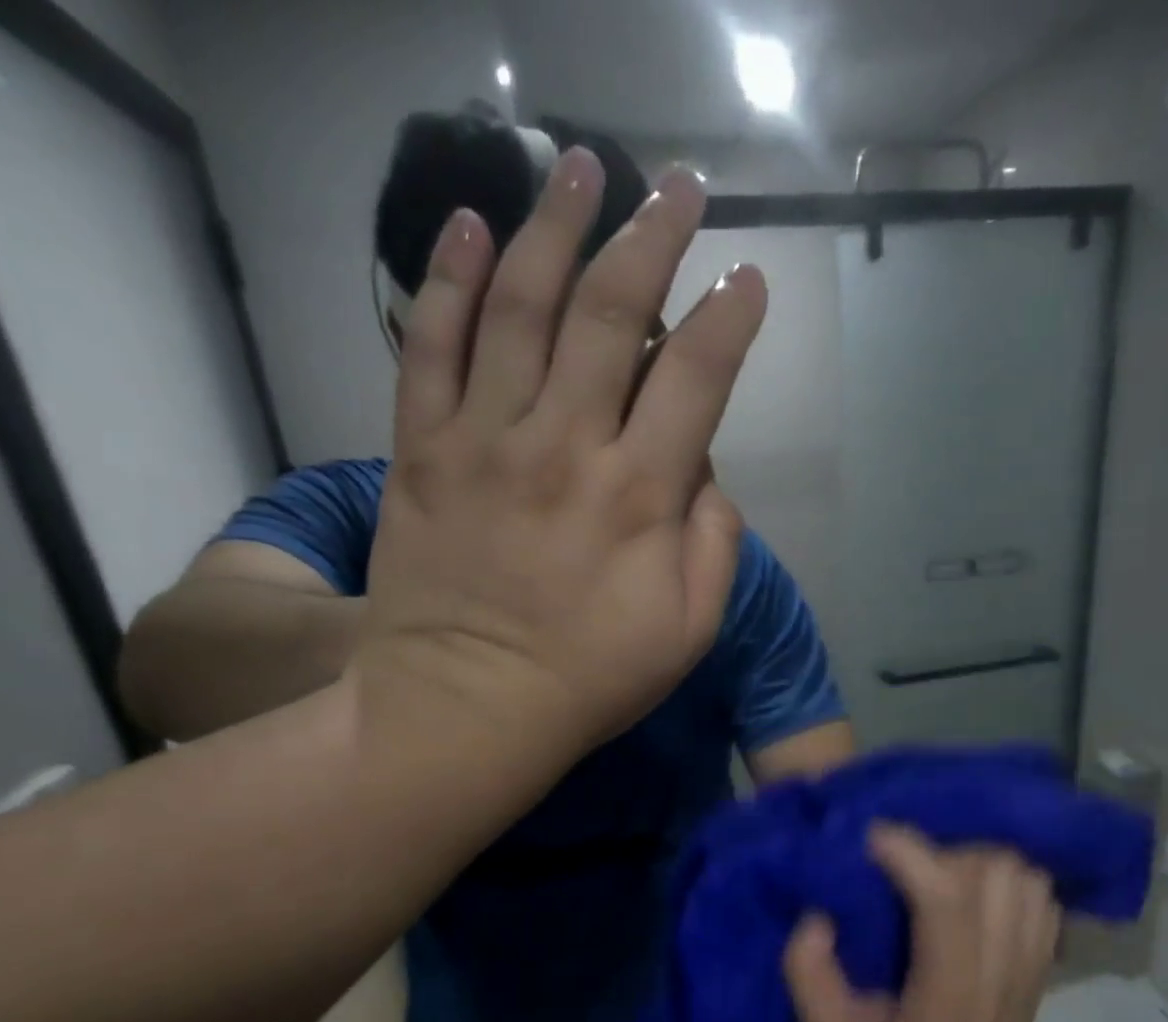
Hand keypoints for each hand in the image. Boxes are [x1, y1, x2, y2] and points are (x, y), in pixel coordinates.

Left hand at [352, 149, 766, 753]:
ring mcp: (484, 441)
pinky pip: (428, 347)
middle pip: (613, 314)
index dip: (729, 317)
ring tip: (579, 167)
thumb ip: (714, 545)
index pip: (697, 376)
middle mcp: (565, 446)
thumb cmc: (589, 680)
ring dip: (555, 227)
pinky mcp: (420, 451)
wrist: (466, 709)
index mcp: (640, 495)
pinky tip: (465, 226)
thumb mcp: (689, 631)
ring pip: (520, 306)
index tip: (747, 278)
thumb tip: (706, 472)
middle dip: (652, 238)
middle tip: (676, 187)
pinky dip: (445, 280)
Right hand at [785, 824, 1061, 1021]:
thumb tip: (818, 914)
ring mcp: (1029, 965)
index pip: (943, 895)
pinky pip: (1039, 895)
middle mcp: (999, 968)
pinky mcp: (1040, 966)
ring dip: (976, 863)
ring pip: (1022, 874)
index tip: (867, 841)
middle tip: (902, 869)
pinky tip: (973, 897)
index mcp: (947, 989)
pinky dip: (1008, 880)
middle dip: (940, 853)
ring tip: (937, 879)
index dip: (906, 852)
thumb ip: (807, 971)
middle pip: (991, 870)